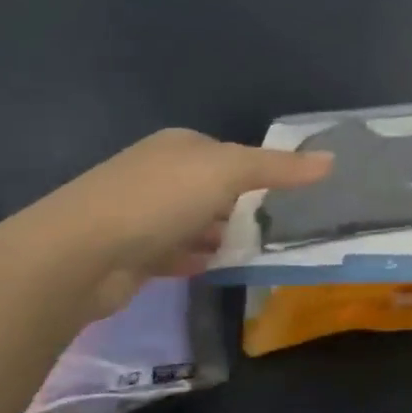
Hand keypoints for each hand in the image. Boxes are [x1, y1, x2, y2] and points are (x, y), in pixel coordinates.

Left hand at [22, 129, 332, 316]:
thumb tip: (331, 159)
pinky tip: (212, 267)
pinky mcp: (129, 252)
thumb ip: (279, 168)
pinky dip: (193, 257)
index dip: (257, 171)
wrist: (79, 255)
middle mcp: (157, 172)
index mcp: (179, 145)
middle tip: (275, 227)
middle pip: (210, 187)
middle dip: (239, 205)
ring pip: (192, 220)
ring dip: (217, 233)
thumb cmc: (160, 199)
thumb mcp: (229, 172)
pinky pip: (173, 251)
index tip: (286, 196)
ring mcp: (139, 213)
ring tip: (250, 249)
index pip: (229, 153)